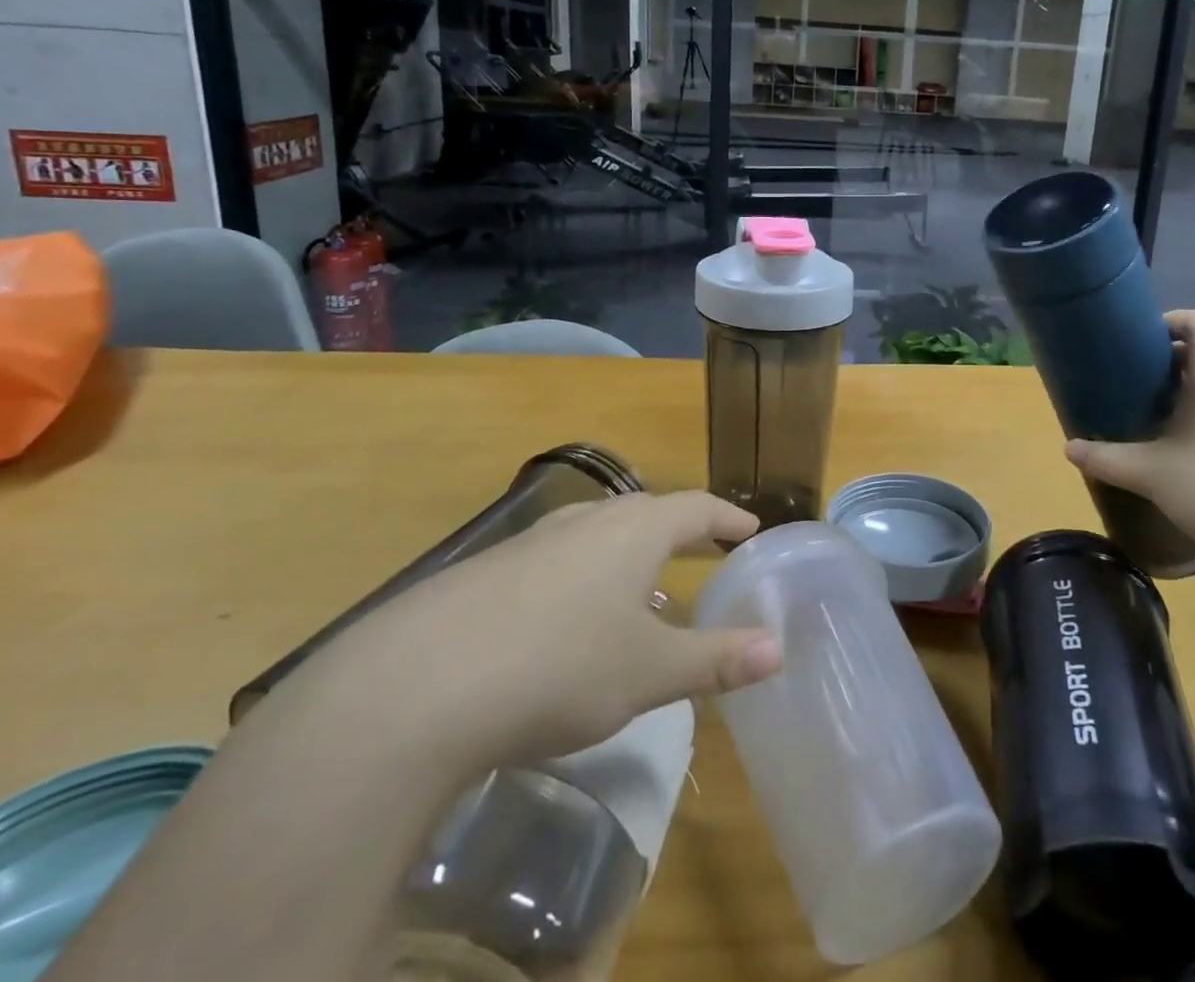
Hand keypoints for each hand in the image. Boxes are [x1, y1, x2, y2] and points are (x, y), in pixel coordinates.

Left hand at [297, 491, 781, 775]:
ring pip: (596, 537)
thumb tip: (779, 649)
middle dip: (680, 532)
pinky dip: (583, 581)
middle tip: (705, 551)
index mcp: (633, 530)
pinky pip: (555, 563)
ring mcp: (530, 543)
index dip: (727, 518)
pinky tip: (569, 625)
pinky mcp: (485, 573)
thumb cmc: (560, 666)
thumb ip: (716, 659)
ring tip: (644, 593)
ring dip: (629, 558)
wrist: (415, 686)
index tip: (749, 528)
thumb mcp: (649, 671)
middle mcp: (585, 521)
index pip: (696, 507)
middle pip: (646, 513)